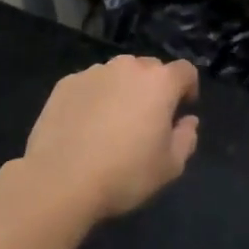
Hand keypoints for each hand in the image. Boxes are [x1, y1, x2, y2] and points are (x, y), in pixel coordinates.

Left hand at [21, 56, 201, 220]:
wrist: (60, 181)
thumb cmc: (125, 174)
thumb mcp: (170, 166)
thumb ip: (186, 138)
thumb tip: (187, 121)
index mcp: (159, 82)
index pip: (185, 71)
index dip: (188, 88)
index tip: (182, 110)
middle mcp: (127, 67)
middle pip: (150, 69)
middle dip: (154, 88)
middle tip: (147, 120)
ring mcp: (93, 73)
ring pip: (117, 75)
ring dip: (122, 91)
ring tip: (112, 123)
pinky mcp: (64, 84)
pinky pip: (90, 85)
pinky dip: (94, 98)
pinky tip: (85, 127)